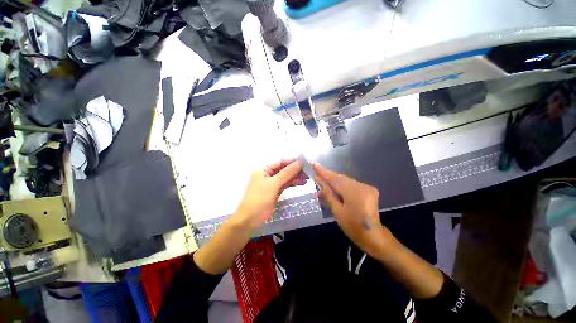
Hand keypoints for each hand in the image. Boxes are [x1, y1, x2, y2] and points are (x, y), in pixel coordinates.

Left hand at [234, 158, 306, 229]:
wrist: (250, 220)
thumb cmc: (260, 199)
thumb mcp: (273, 184)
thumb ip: (287, 172)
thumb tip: (299, 162)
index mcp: (263, 169)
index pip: (280, 161)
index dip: (292, 161)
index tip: (305, 161)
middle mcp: (267, 174)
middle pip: (284, 169)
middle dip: (296, 170)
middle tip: (308, 170)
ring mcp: (272, 183)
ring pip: (286, 177)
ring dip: (296, 177)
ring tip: (308, 177)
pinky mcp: (275, 191)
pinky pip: (285, 184)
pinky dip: (293, 183)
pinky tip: (302, 183)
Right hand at [313, 163, 395, 256]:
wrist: (373, 236)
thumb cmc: (353, 227)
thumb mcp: (337, 211)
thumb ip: (328, 193)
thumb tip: (319, 180)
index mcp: (354, 193)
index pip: (335, 179)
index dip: (323, 172)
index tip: (314, 164)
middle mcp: (362, 186)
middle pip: (341, 178)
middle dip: (328, 175)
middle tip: (316, 171)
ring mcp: (367, 187)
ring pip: (346, 180)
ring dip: (334, 180)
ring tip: (323, 180)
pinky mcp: (369, 189)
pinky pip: (351, 184)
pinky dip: (342, 184)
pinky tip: (334, 186)